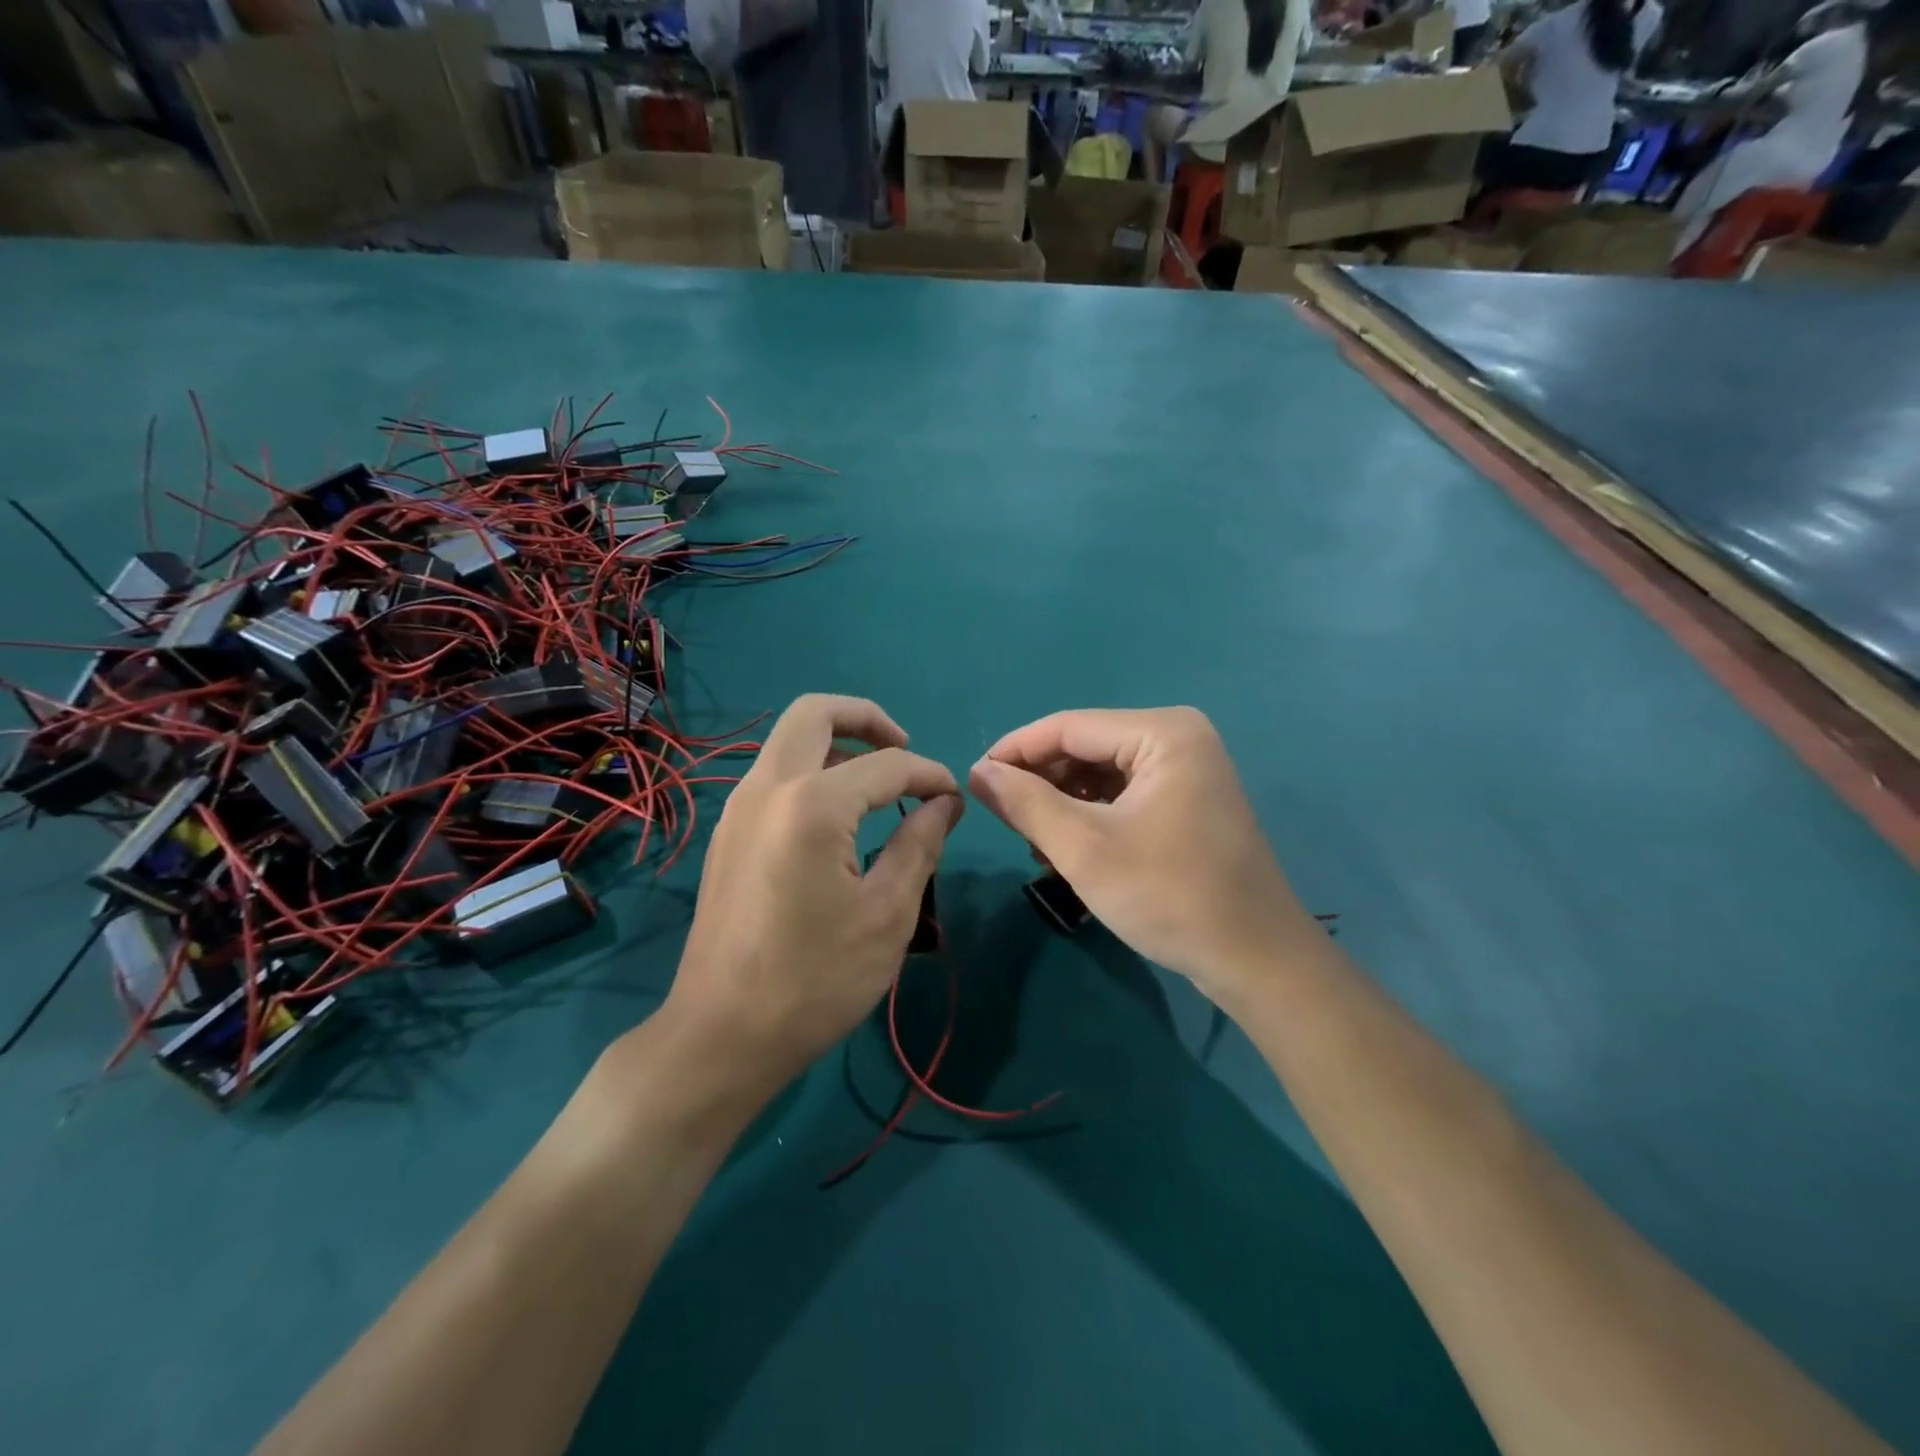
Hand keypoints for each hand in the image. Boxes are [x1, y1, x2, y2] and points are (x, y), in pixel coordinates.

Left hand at [665, 695, 962, 1082]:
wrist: (721, 1034)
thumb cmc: (814, 980)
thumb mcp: (887, 916)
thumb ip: (920, 845)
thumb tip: (943, 803)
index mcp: (812, 805)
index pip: (887, 765)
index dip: (929, 774)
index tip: (954, 798)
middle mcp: (767, 788)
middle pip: (815, 712)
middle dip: (867, 718)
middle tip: (904, 749)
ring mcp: (738, 808)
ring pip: (788, 740)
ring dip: (836, 742)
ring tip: (878, 782)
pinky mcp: (728, 833)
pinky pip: (774, 774)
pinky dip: (811, 770)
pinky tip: (839, 816)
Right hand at [968, 707, 1314, 1000]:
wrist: (1256, 960)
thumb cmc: (1170, 896)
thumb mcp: (1084, 848)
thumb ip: (1025, 803)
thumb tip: (977, 771)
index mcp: (1163, 732)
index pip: (1068, 726)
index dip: (1014, 751)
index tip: (972, 780)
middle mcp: (1178, 738)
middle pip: (1085, 747)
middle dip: (1040, 782)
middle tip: (1002, 820)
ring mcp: (1187, 769)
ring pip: (1101, 773)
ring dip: (1062, 803)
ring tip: (1034, 842)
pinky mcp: (1187, 800)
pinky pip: (1123, 794)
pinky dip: (1090, 816)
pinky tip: (1068, 848)